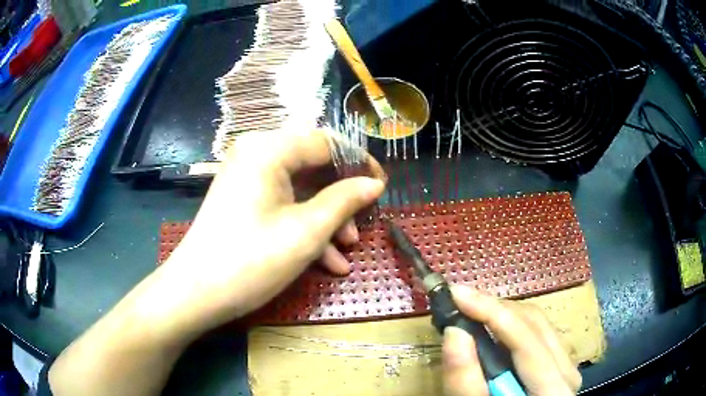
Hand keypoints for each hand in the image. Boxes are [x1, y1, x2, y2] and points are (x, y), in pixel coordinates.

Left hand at [152, 129, 385, 338]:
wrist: (196, 294)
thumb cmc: (250, 261)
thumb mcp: (306, 232)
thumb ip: (344, 200)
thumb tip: (374, 184)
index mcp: (269, 149)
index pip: (326, 142)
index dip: (359, 162)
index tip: (381, 186)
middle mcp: (256, 154)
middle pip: (313, 165)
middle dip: (341, 197)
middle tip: (362, 223)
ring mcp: (247, 178)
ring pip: (300, 188)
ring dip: (326, 217)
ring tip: (347, 249)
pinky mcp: (243, 199)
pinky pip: (283, 203)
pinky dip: (304, 226)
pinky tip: (327, 260)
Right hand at [442, 287, 581, 395]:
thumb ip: (466, 380)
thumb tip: (454, 331)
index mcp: (554, 388)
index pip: (526, 339)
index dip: (491, 312)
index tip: (456, 294)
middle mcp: (567, 369)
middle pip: (534, 323)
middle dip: (493, 309)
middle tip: (458, 300)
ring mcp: (566, 364)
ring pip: (536, 322)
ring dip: (501, 314)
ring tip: (470, 311)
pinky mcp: (559, 362)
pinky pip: (537, 331)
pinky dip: (510, 325)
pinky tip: (491, 328)